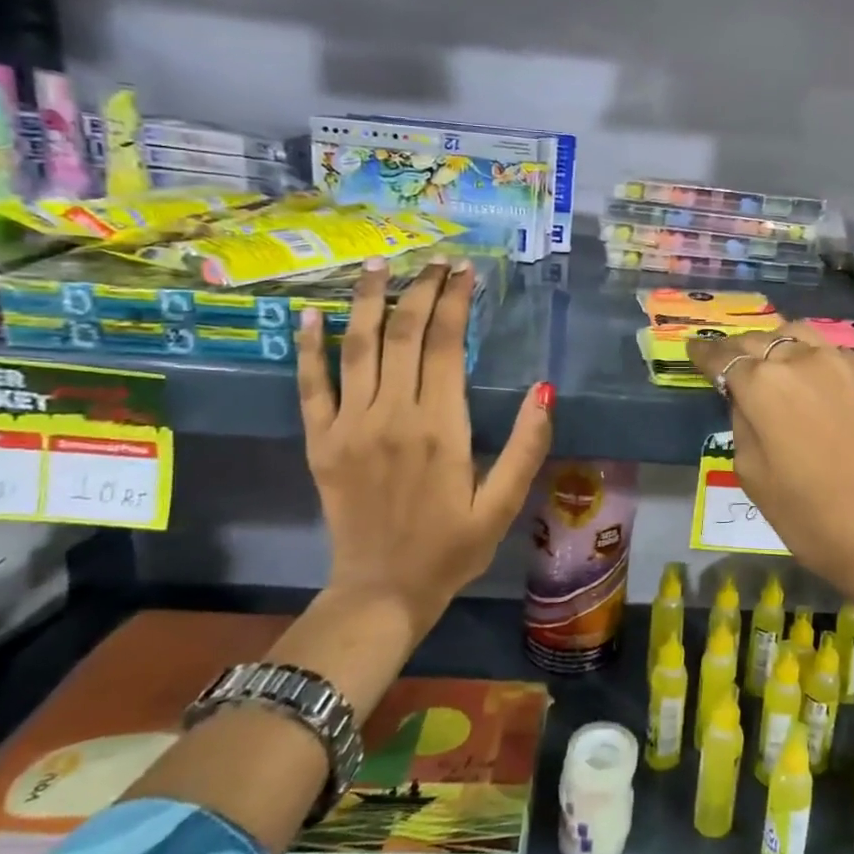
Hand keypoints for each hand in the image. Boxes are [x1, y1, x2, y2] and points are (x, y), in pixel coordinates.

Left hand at [296, 257, 552, 639]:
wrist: (381, 592)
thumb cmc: (451, 549)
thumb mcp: (503, 505)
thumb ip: (526, 446)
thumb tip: (544, 389)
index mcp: (440, 428)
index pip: (446, 345)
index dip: (455, 301)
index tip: (464, 271)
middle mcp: (391, 415)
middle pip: (404, 334)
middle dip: (420, 290)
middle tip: (434, 261)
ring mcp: (349, 426)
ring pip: (358, 347)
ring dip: (368, 301)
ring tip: (378, 265)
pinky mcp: (321, 442)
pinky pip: (311, 385)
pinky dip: (309, 347)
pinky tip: (311, 315)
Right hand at [687, 322, 853, 670]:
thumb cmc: (815, 521)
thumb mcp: (755, 479)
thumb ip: (743, 426)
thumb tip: (747, 401)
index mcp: (764, 385)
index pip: (724, 356)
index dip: (705, 354)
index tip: (693, 350)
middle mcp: (804, 361)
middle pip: (762, 339)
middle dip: (739, 348)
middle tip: (727, 360)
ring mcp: (846, 367)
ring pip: (801, 336)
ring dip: (778, 344)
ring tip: (771, 364)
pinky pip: (834, 356)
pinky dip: (814, 359)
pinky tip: (815, 381)